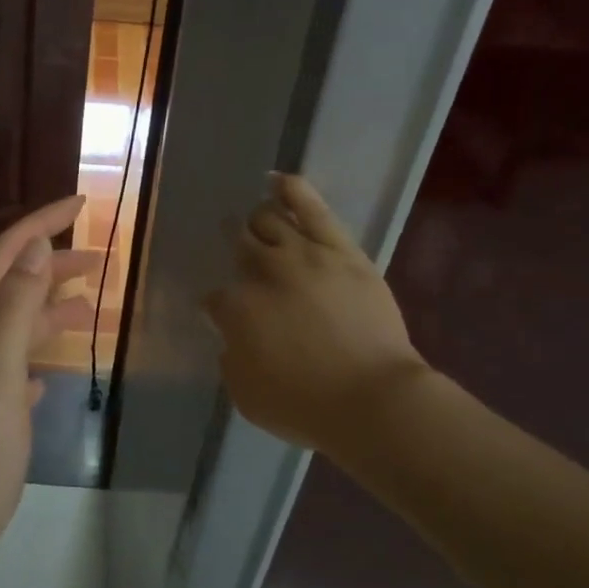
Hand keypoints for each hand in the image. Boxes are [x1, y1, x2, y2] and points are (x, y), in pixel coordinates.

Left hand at [0, 195, 93, 568]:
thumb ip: (15, 309)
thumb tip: (35, 247)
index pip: (4, 256)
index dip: (39, 225)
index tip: (81, 204)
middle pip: (13, 286)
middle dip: (54, 264)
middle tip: (102, 258)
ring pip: (18, 327)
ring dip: (52, 308)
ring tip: (93, 308)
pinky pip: (17, 367)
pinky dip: (39, 354)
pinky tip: (55, 368)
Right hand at [205, 173, 428, 455]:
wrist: (373, 400)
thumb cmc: (304, 406)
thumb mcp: (246, 395)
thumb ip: (231, 359)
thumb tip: (233, 338)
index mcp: (235, 309)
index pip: (215, 298)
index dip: (217, 307)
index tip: (224, 316)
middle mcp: (262, 273)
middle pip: (238, 245)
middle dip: (231, 246)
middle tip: (233, 249)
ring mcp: (302, 255)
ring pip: (267, 220)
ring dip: (256, 220)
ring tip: (254, 218)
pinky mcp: (340, 250)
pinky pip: (312, 209)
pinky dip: (291, 191)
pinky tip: (276, 181)